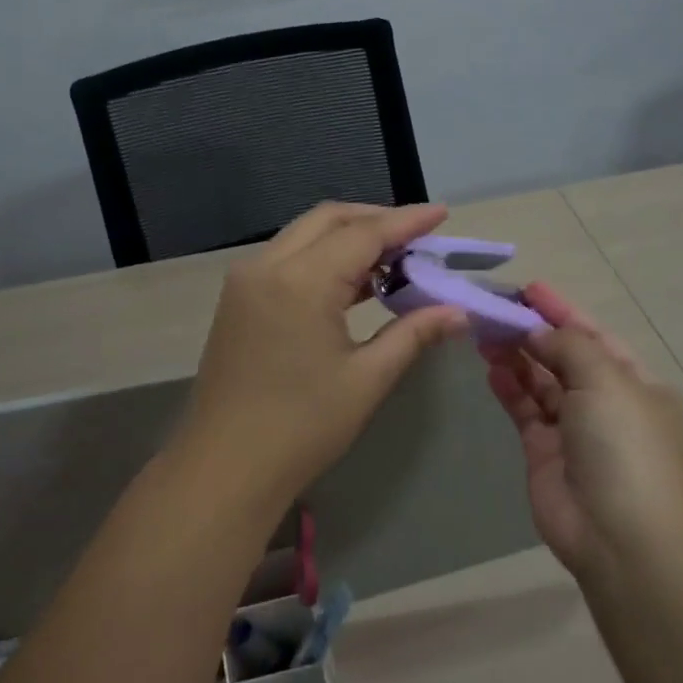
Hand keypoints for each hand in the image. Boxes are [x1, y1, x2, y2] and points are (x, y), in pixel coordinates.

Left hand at [178, 202, 468, 506]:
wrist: (224, 468)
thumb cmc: (302, 427)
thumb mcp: (366, 379)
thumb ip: (413, 334)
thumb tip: (458, 312)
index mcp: (300, 281)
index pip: (363, 234)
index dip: (406, 222)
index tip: (442, 214)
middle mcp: (267, 266)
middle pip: (328, 220)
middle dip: (376, 221)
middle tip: (419, 237)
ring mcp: (244, 281)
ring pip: (304, 236)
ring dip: (348, 238)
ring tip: (393, 259)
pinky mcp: (237, 300)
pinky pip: (286, 259)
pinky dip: (322, 258)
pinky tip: (352, 283)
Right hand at [481, 283, 682, 576]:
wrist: (619, 534)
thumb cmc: (624, 445)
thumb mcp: (606, 380)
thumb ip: (569, 346)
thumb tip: (539, 331)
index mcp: (635, 382)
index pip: (594, 335)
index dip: (562, 310)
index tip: (528, 289)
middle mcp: (605, 403)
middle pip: (563, 357)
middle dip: (532, 332)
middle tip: (493, 308)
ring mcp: (573, 429)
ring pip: (540, 382)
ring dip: (516, 357)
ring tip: (484, 333)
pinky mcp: (543, 452)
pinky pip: (524, 410)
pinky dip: (509, 388)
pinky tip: (491, 368)